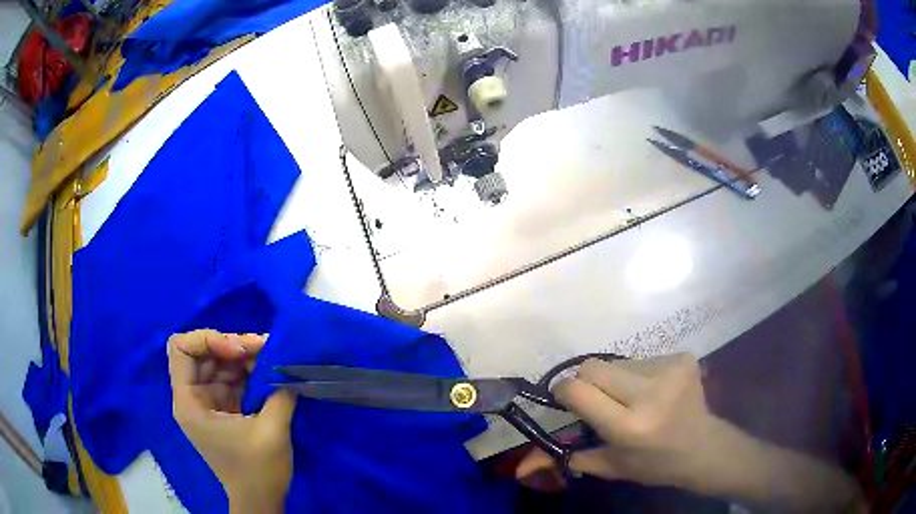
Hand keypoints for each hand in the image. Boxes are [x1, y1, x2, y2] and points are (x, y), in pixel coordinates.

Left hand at [168, 329, 295, 512]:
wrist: (261, 500)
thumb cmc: (258, 470)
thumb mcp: (271, 431)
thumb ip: (279, 393)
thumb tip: (289, 365)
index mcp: (189, 402)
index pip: (181, 349)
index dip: (206, 340)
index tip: (238, 352)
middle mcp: (193, 396)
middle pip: (202, 352)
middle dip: (231, 345)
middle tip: (263, 346)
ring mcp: (208, 401)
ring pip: (219, 361)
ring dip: (243, 355)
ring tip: (271, 354)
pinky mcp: (223, 406)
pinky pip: (231, 377)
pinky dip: (248, 370)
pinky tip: (268, 369)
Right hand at [521, 353, 727, 491]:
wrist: (703, 447)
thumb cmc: (654, 464)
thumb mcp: (610, 467)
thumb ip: (569, 458)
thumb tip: (525, 462)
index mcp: (629, 427)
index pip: (578, 390)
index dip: (563, 391)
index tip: (564, 399)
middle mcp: (649, 393)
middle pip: (593, 366)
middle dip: (587, 382)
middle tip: (600, 400)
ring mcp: (669, 370)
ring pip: (617, 362)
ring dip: (616, 379)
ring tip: (633, 399)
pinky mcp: (682, 357)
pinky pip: (642, 358)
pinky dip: (639, 374)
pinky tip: (655, 391)